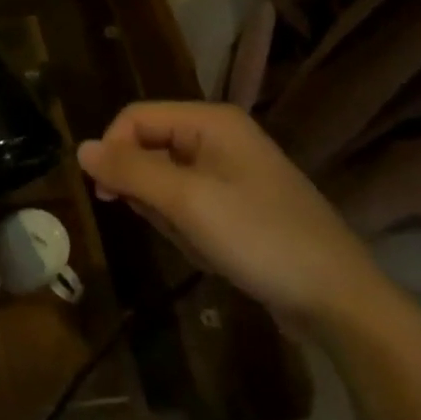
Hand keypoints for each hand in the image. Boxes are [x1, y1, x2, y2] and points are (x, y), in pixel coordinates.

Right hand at [77, 101, 399, 341]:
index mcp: (210, 122)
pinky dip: (187, 227)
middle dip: (146, 189)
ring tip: (197, 241)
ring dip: (167, 214)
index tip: (107, 194)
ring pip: (165, 180)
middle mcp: (219, 137)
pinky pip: (189, 203)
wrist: (340, 301)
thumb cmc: (260, 239)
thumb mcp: (186, 202)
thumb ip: (130, 171)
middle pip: (148, 147)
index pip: (135, 118)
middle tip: (164, 223)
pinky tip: (211, 251)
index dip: (113, 150)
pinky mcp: (239, 203)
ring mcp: (231, 171)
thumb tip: (80, 148)